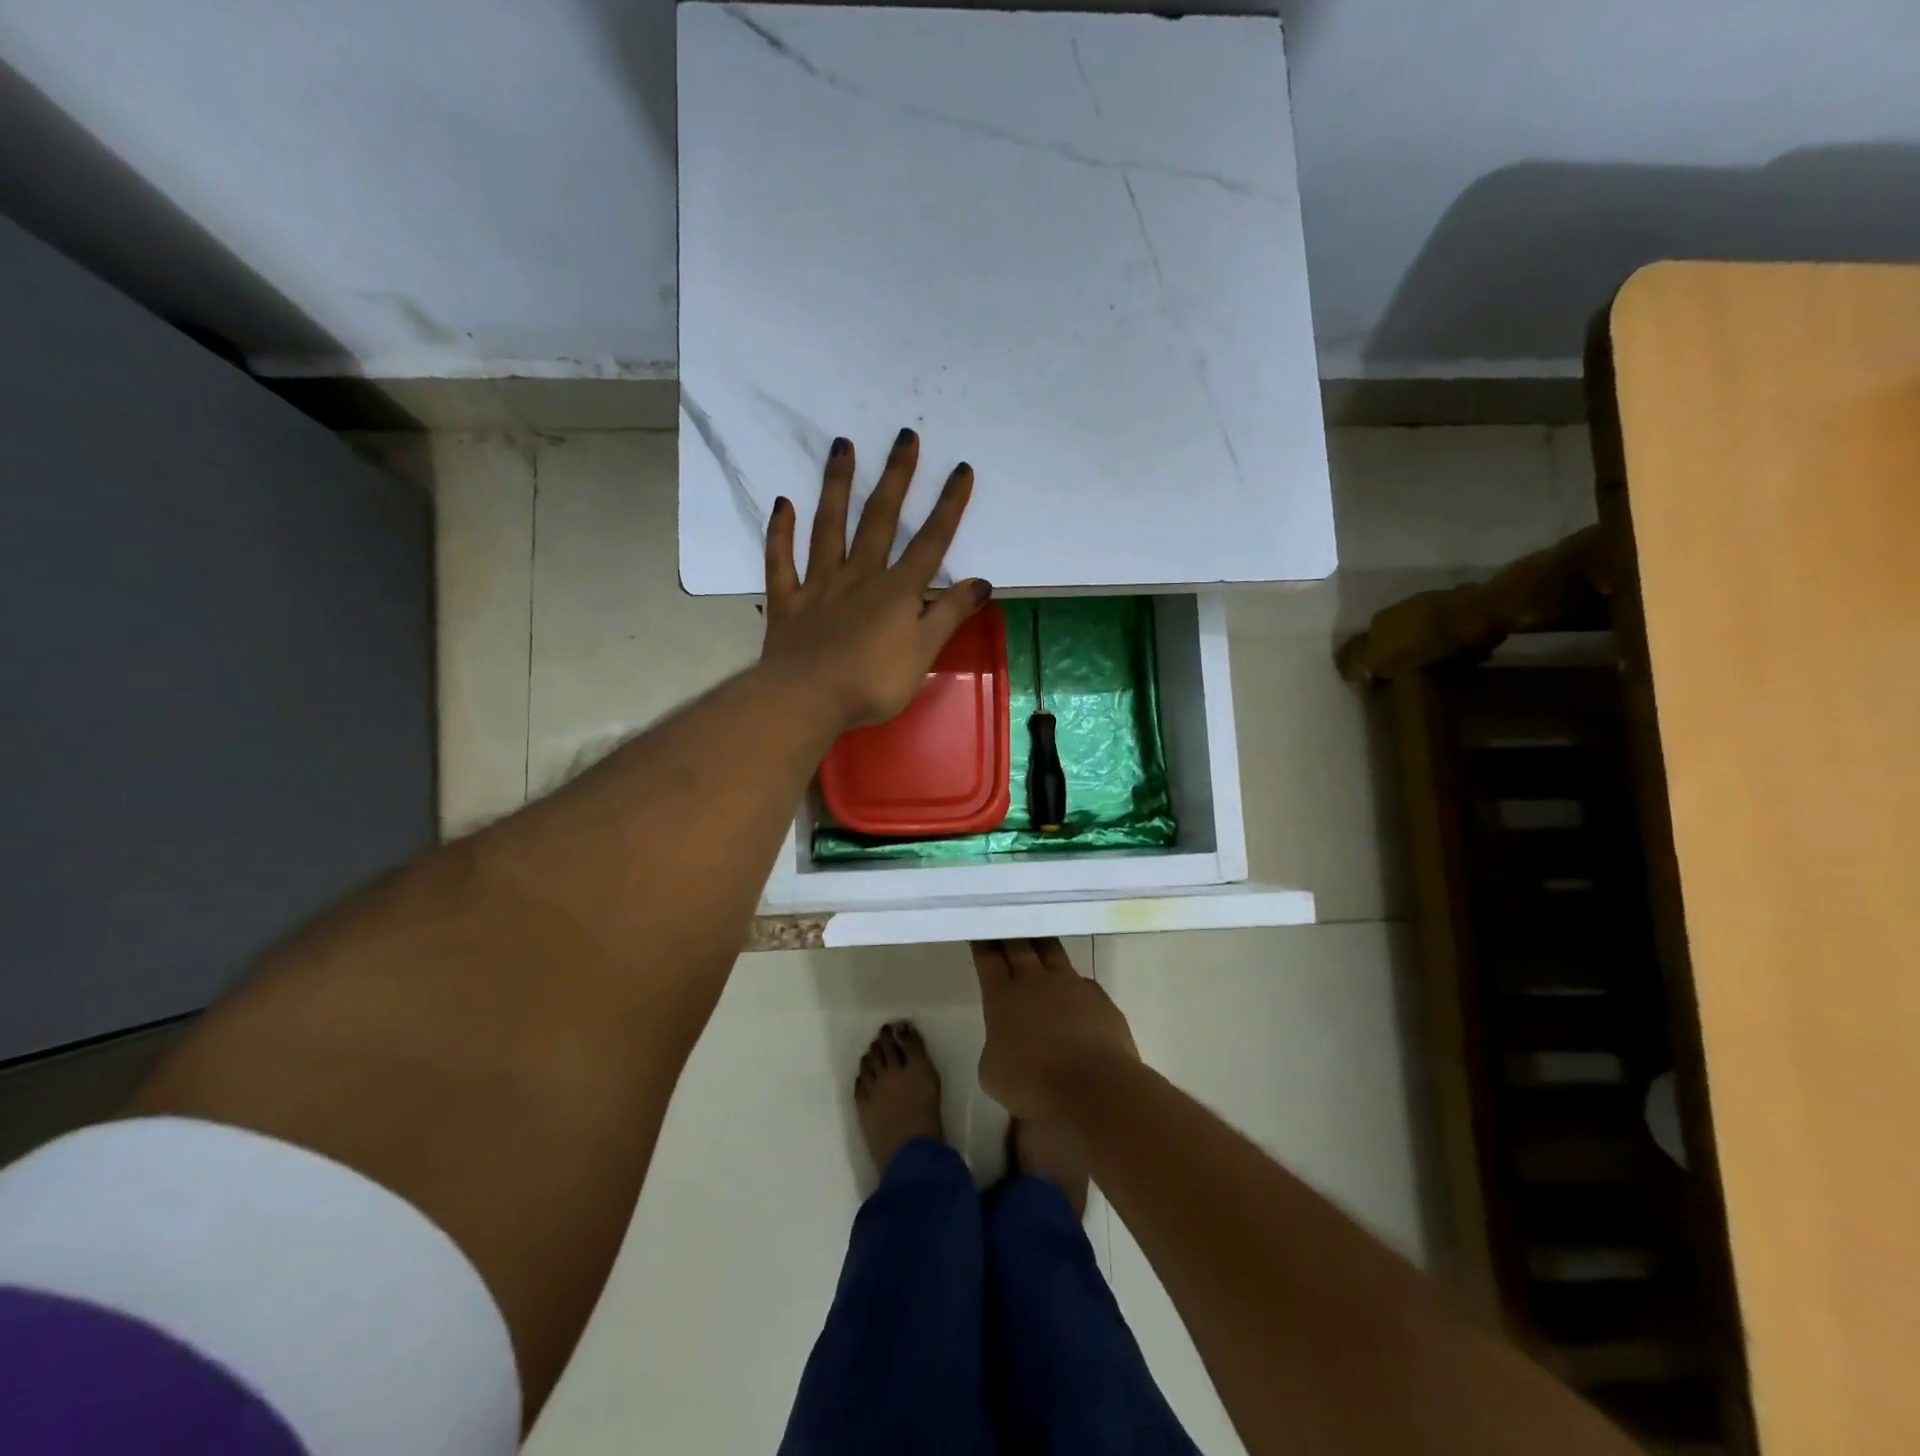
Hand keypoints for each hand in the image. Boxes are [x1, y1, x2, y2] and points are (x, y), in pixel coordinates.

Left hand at [761, 428, 991, 729]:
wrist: (808, 699)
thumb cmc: (872, 683)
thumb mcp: (924, 653)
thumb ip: (950, 614)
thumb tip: (981, 582)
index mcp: (896, 591)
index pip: (930, 542)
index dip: (948, 506)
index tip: (960, 469)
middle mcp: (860, 576)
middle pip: (880, 520)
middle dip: (896, 478)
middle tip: (903, 436)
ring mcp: (819, 585)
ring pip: (829, 527)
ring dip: (837, 486)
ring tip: (842, 446)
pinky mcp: (788, 601)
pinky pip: (781, 561)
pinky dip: (780, 533)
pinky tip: (782, 504)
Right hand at [972, 938, 1139, 1118]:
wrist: (1094, 1086)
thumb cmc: (1033, 1084)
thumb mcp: (993, 1073)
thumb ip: (996, 1047)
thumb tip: (1007, 1041)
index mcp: (1002, 997)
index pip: (988, 960)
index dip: (983, 943)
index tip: (980, 929)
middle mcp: (1035, 982)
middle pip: (1019, 946)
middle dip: (1009, 933)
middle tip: (1006, 920)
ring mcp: (1070, 985)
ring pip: (1053, 952)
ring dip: (1042, 943)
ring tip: (1038, 936)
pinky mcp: (1099, 997)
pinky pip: (1082, 982)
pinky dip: (1073, 984)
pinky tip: (1074, 992)